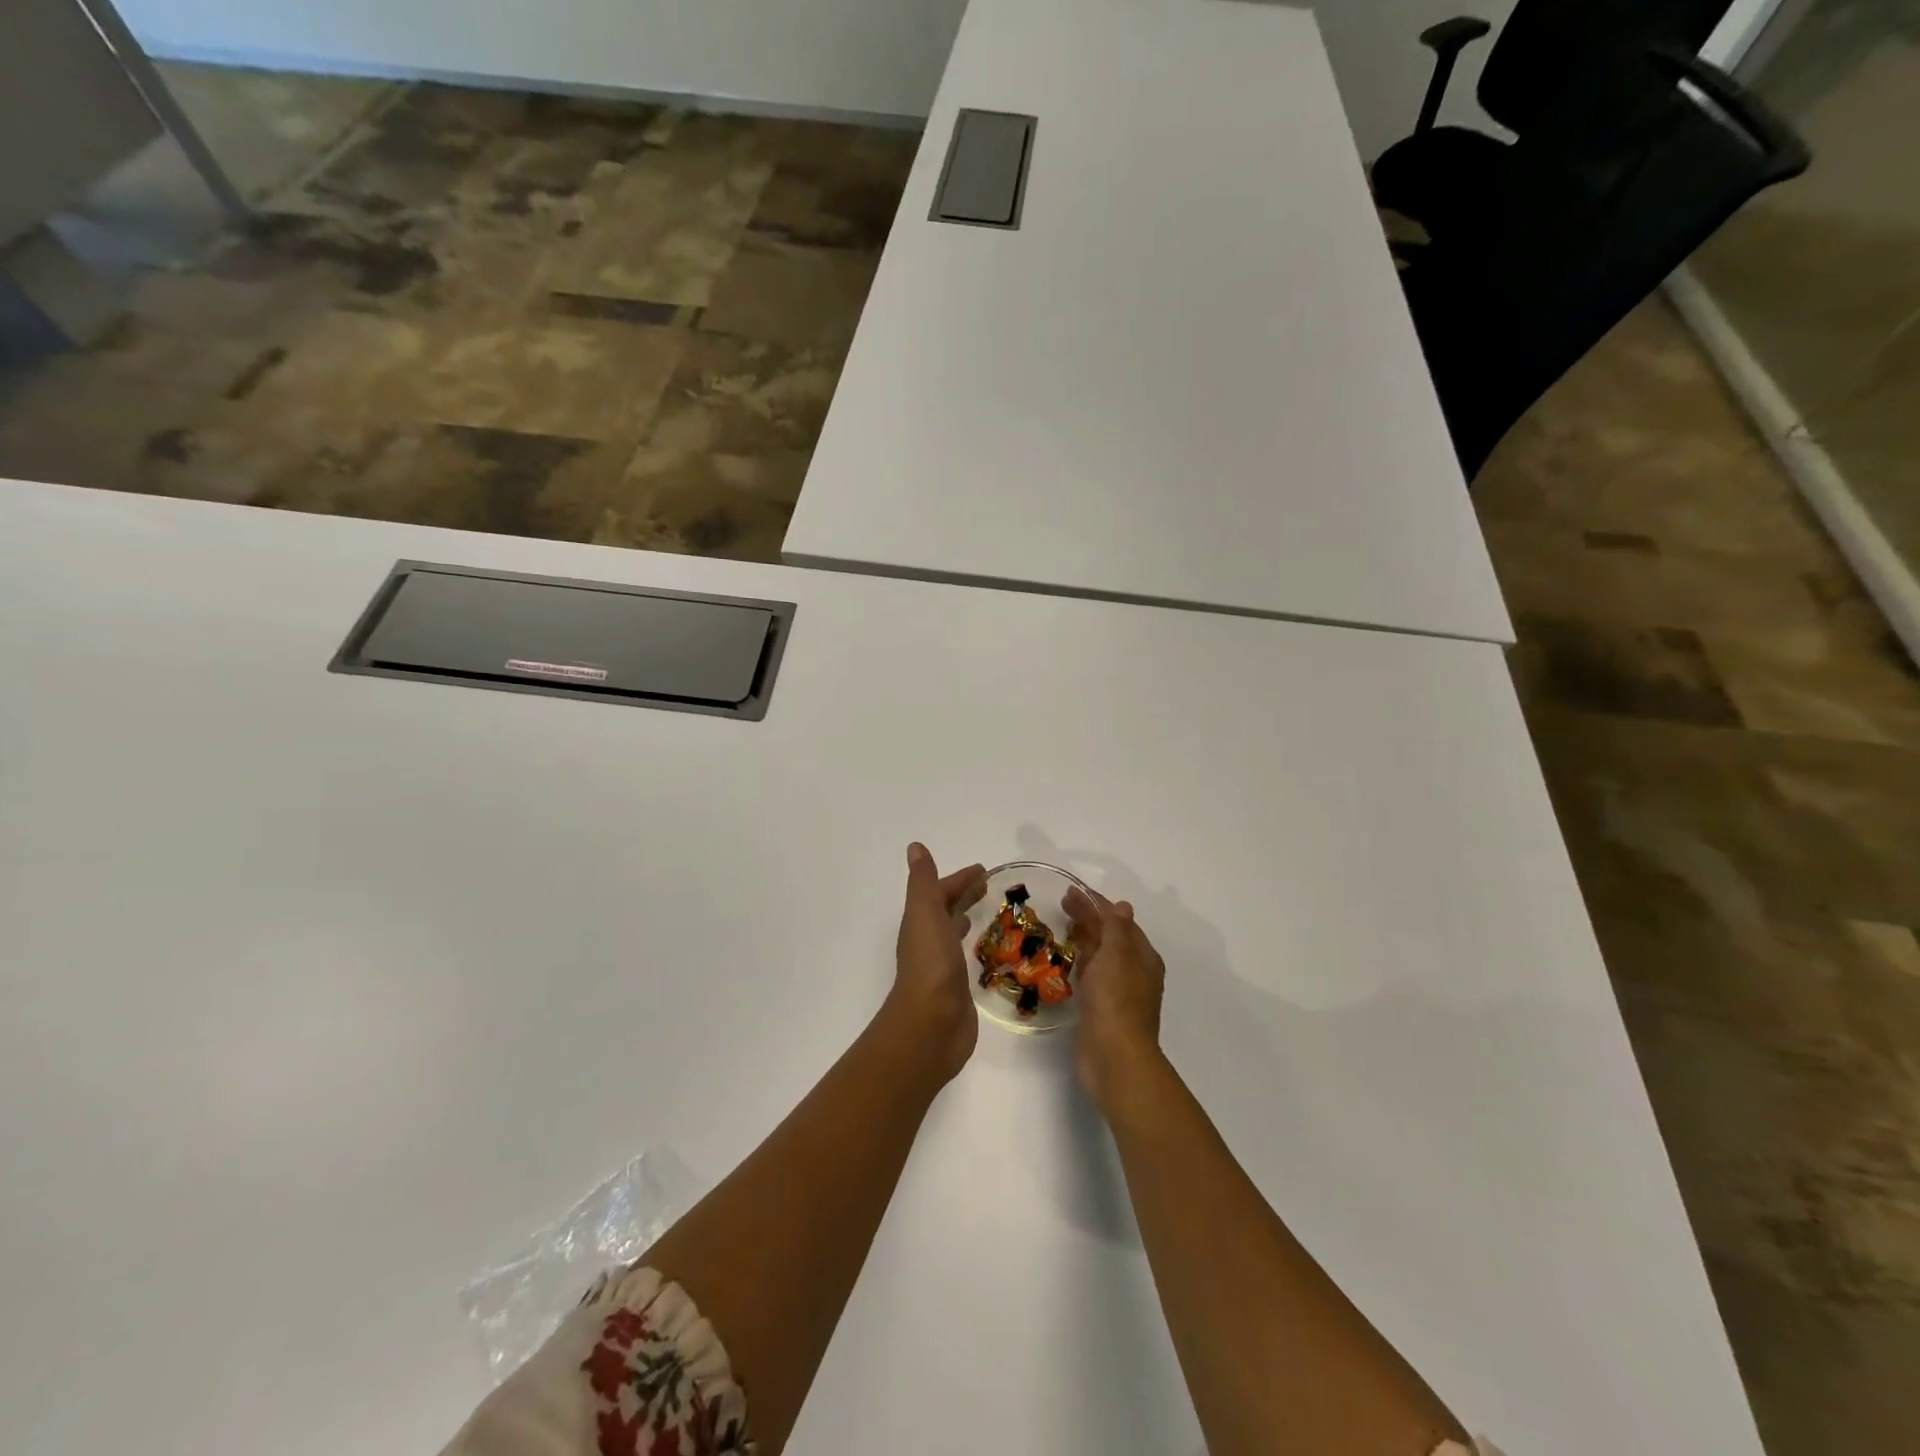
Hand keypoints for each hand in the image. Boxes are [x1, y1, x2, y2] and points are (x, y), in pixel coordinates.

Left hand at [881, 843, 986, 1083]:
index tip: (984, 870)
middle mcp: (929, 941)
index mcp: (921, 922)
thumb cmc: (931, 963)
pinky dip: (974, 948)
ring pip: (954, 934)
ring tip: (992, 913)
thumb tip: (914, 846)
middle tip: (991, 886)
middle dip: (964, 896)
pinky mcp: (958, 989)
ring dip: (967, 919)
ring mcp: (943, 966)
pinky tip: (989, 951)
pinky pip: (966, 959)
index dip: (959, 880)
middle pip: (946, 911)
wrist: (931, 1023)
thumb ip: (923, 881)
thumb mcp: (925, 912)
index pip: (940, 892)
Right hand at [1064, 886, 1166, 1114]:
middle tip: (1062, 903)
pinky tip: (1069, 959)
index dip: (1097, 904)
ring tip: (1063, 925)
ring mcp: (1119, 992)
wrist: (1114, 1057)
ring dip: (1085, 939)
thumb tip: (1122, 905)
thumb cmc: (1116, 1000)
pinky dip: (1082, 962)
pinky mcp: (1102, 1009)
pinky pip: (1092, 976)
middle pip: (1111, 937)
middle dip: (1089, 918)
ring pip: (1101, 956)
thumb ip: (1116, 928)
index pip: (1120, 921)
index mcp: (1143, 957)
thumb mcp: (1117, 955)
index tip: (1072, 891)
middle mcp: (1135, 972)